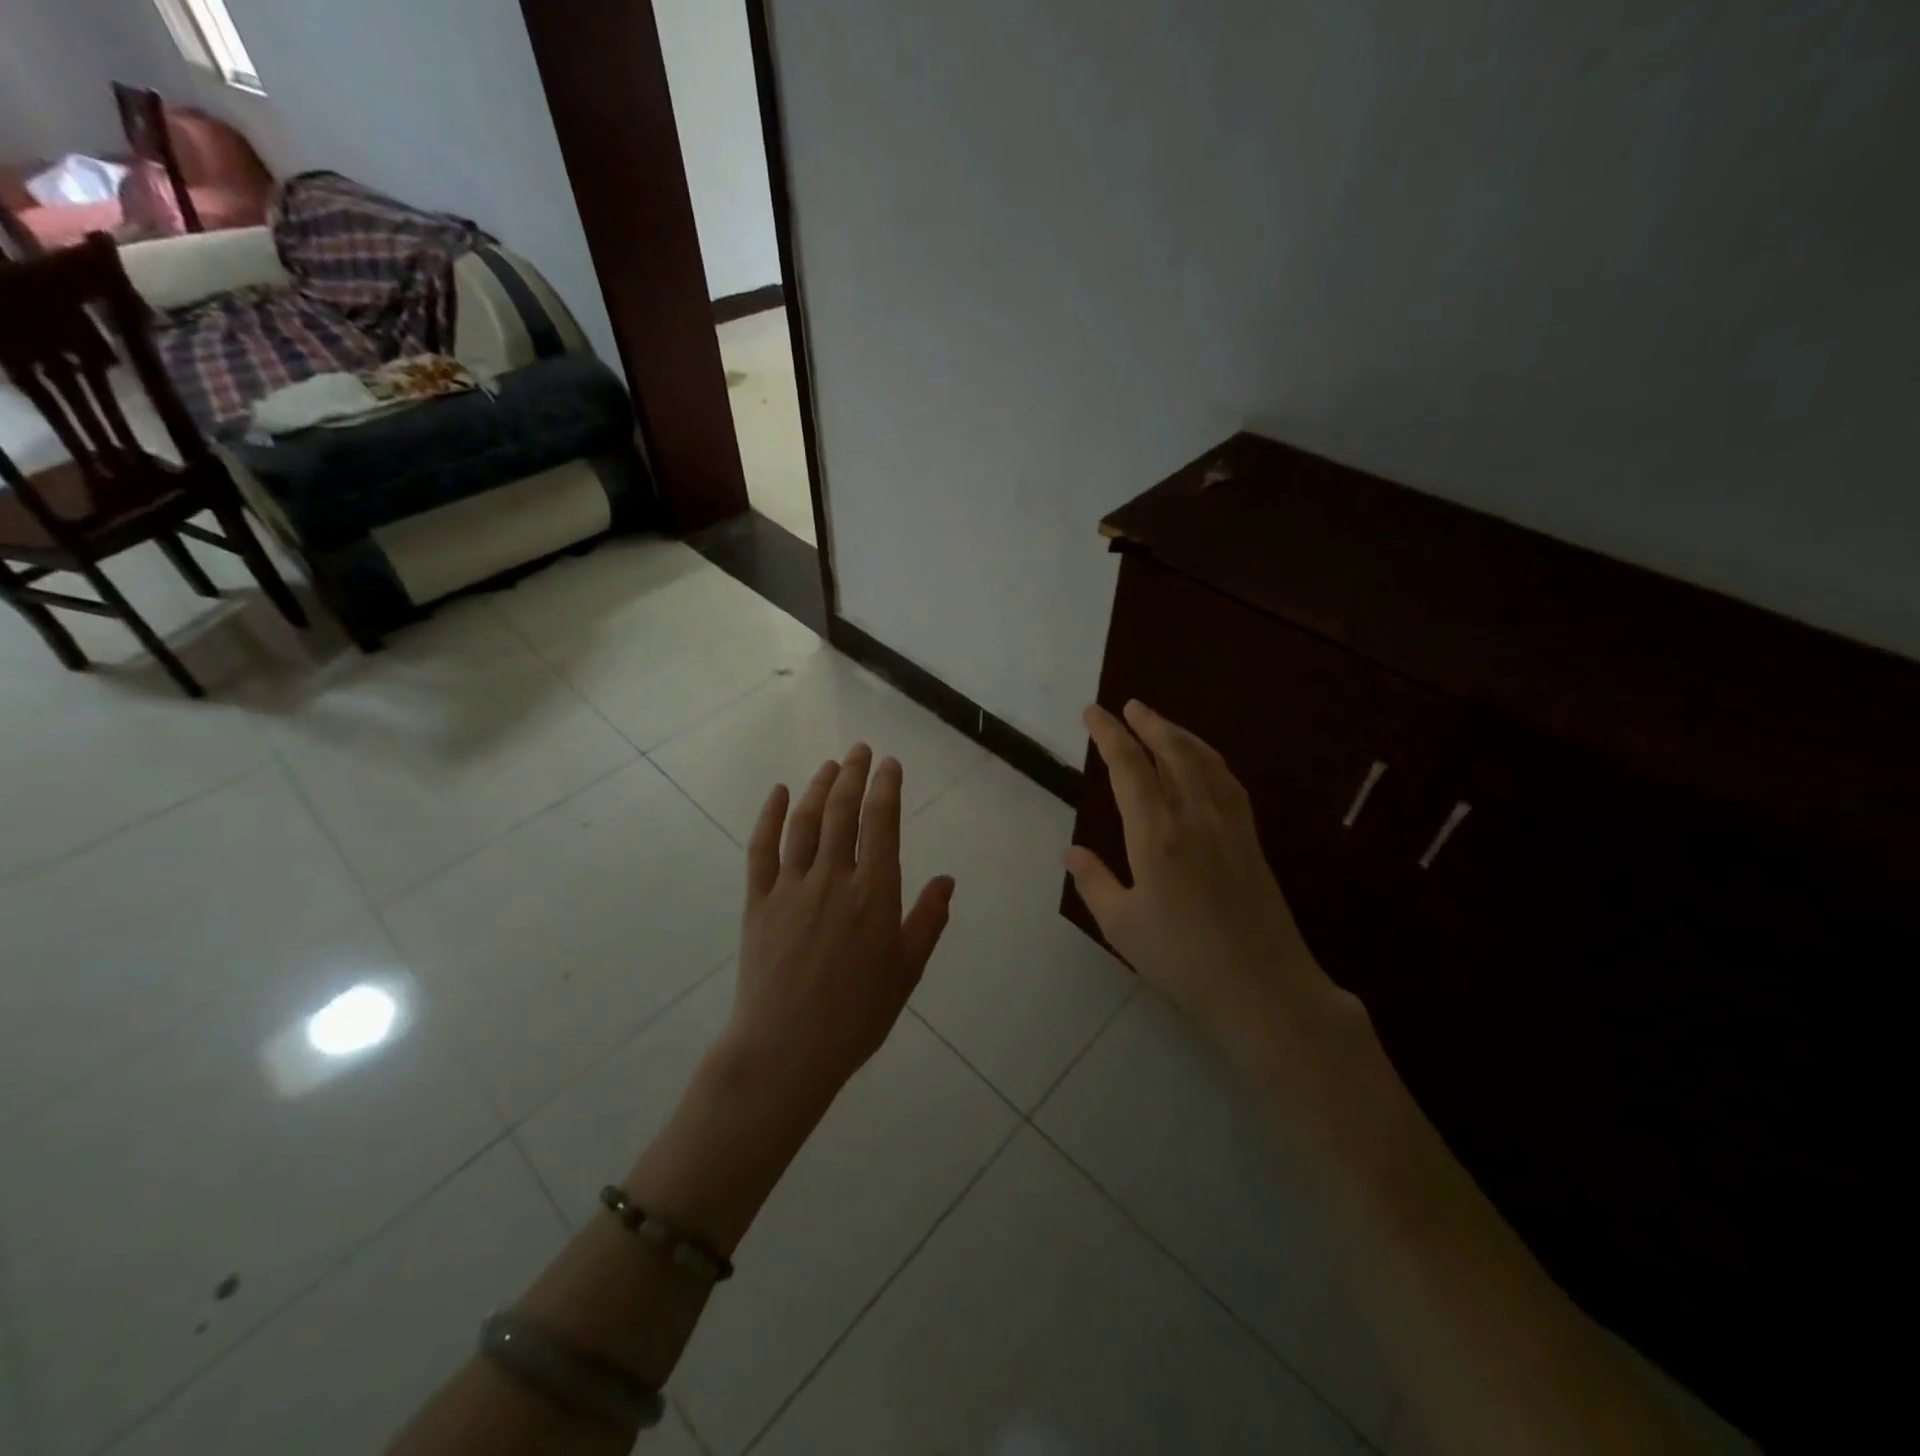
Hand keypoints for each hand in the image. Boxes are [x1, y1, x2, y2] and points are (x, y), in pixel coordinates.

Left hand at [720, 744, 955, 1115]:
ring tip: (830, 766)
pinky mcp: (758, 901)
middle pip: (844, 812)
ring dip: (819, 787)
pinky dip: (770, 816)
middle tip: (860, 750)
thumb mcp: (906, 972)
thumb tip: (947, 879)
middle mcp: (834, 879)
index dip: (886, 788)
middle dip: (854, 774)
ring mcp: (792, 887)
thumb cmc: (856, 1016)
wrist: (787, 1050)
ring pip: (806, 822)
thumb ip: (928, 921)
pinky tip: (780, 793)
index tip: (889, 764)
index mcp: (875, 894)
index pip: (882, 824)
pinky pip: (761, 848)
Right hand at [1064, 701, 1359, 1063]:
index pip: (1129, 768)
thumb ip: (1093, 882)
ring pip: (1204, 761)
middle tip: (1128, 706)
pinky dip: (1209, 759)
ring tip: (1160, 723)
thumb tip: (1071, 851)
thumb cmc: (1182, 960)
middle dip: (1148, 723)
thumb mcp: (1121, 926)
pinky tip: (1204, 762)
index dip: (1109, 735)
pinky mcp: (1251, 839)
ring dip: (1180, 734)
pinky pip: (1228, 782)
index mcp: (1156, 835)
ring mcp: (1229, 825)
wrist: (1262, 988)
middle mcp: (1194, 817)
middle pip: (1172, 751)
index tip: (1092, 713)